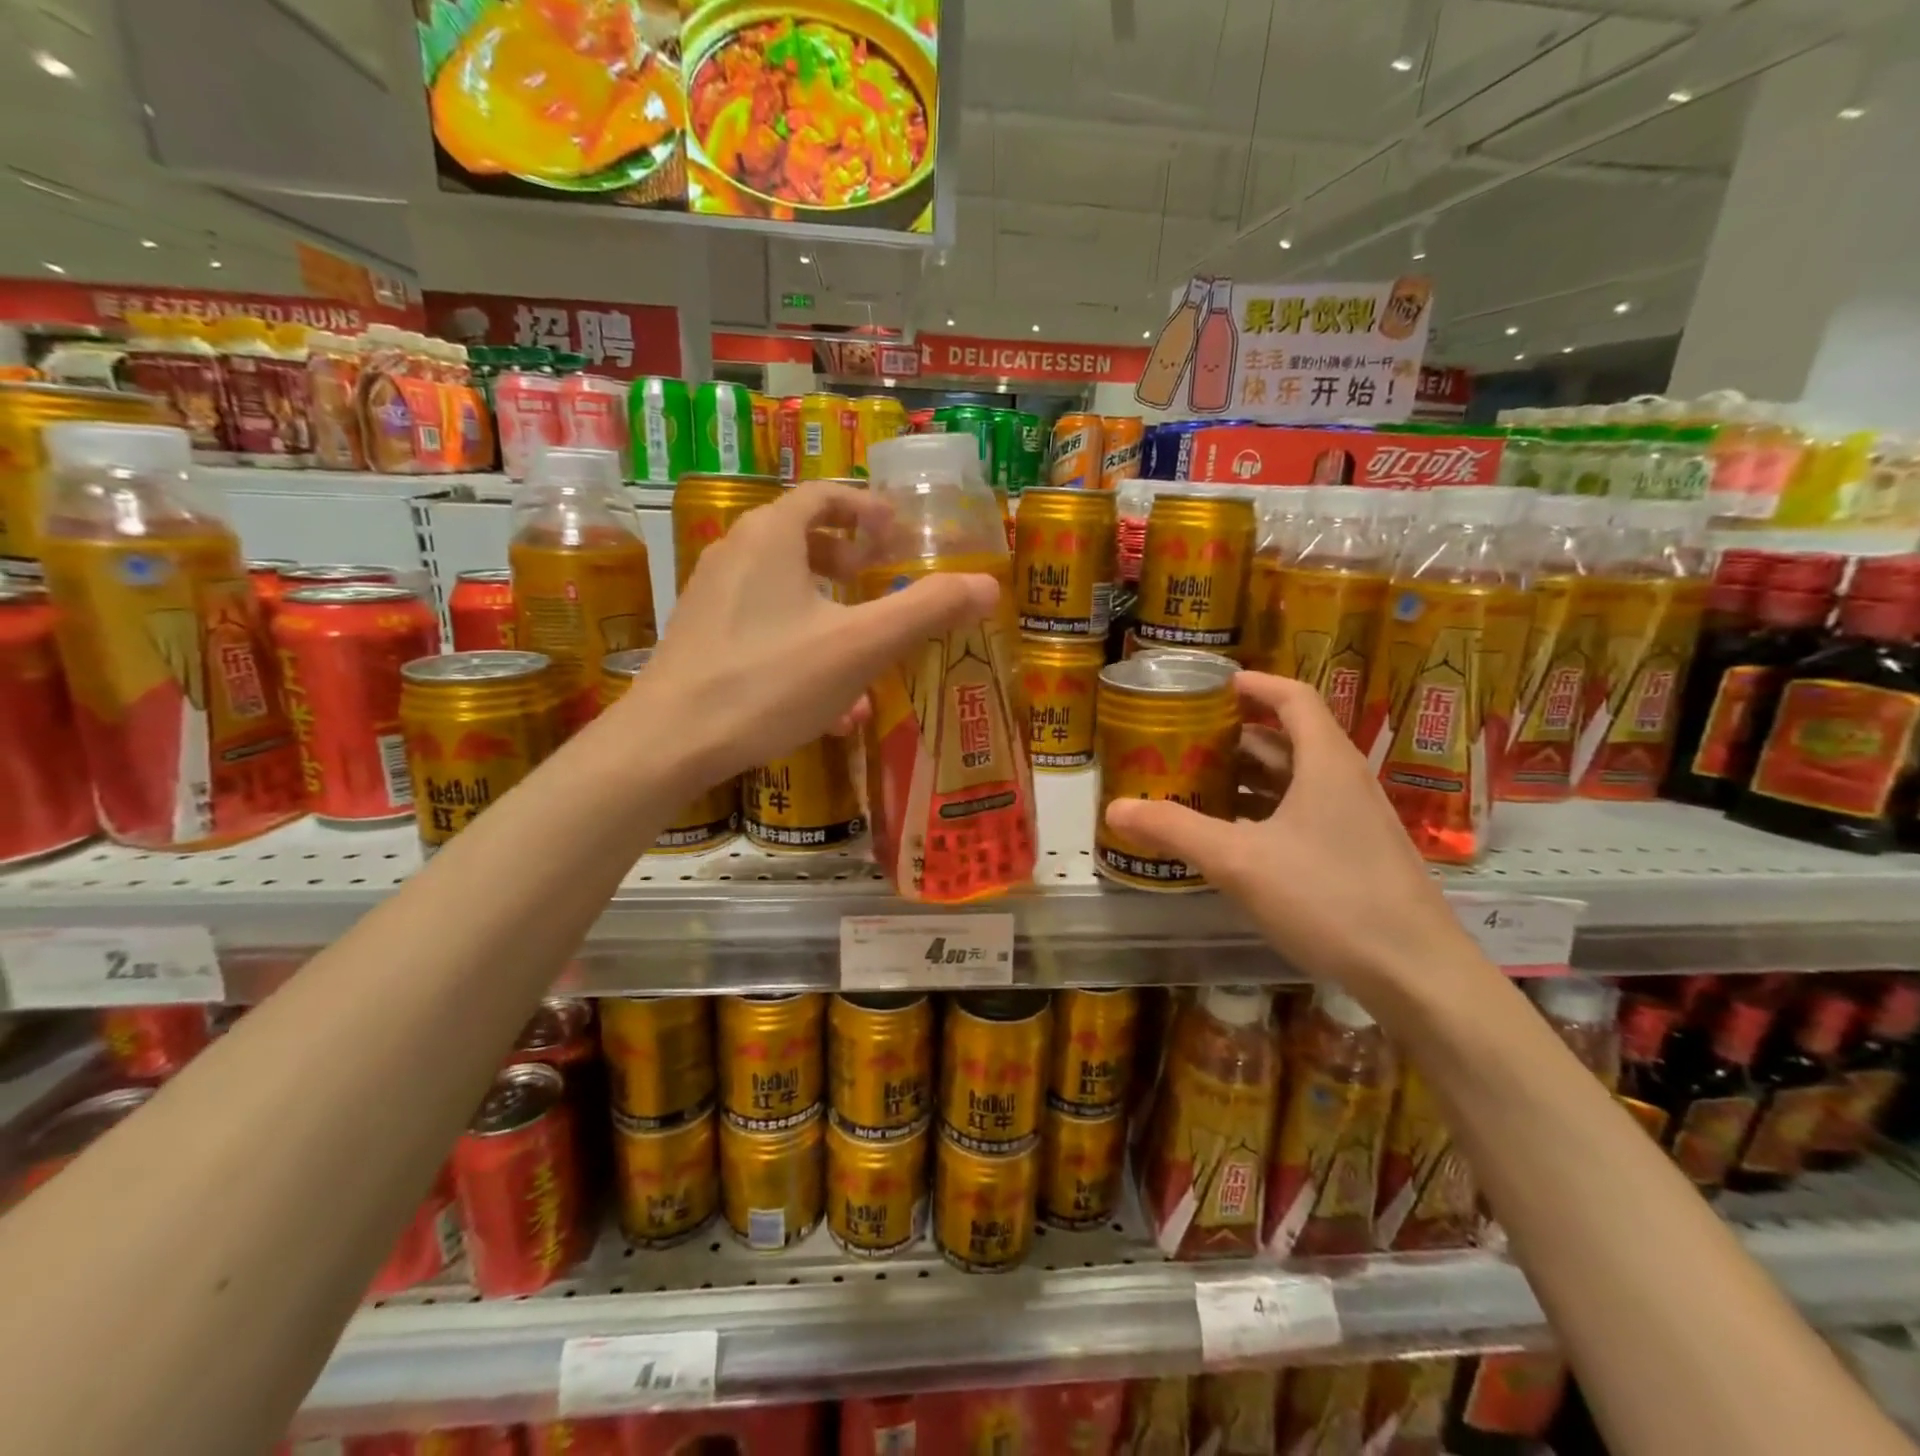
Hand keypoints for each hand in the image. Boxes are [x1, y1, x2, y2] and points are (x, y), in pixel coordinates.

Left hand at [633, 481, 997, 780]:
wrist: (669, 742)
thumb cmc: (769, 681)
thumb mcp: (860, 646)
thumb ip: (925, 611)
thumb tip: (988, 586)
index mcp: (771, 536)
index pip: (823, 496)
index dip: (865, 508)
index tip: (895, 533)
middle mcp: (735, 554)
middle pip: (799, 538)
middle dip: (847, 558)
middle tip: (877, 579)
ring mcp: (712, 598)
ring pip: (783, 589)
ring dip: (828, 610)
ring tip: (862, 648)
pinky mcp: (701, 639)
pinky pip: (763, 627)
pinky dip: (800, 644)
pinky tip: (827, 703)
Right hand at [1104, 671, 1477, 995]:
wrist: (1416, 974)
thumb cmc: (1329, 898)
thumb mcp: (1239, 861)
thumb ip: (1175, 829)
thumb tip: (1114, 807)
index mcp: (1326, 762)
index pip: (1293, 697)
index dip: (1254, 684)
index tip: (1211, 687)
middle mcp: (1344, 781)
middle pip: (1289, 738)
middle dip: (1236, 735)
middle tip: (1186, 741)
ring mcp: (1354, 820)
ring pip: (1296, 780)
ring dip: (1248, 776)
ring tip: (1197, 783)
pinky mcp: (1355, 854)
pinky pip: (1303, 814)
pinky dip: (1264, 811)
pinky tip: (1232, 836)